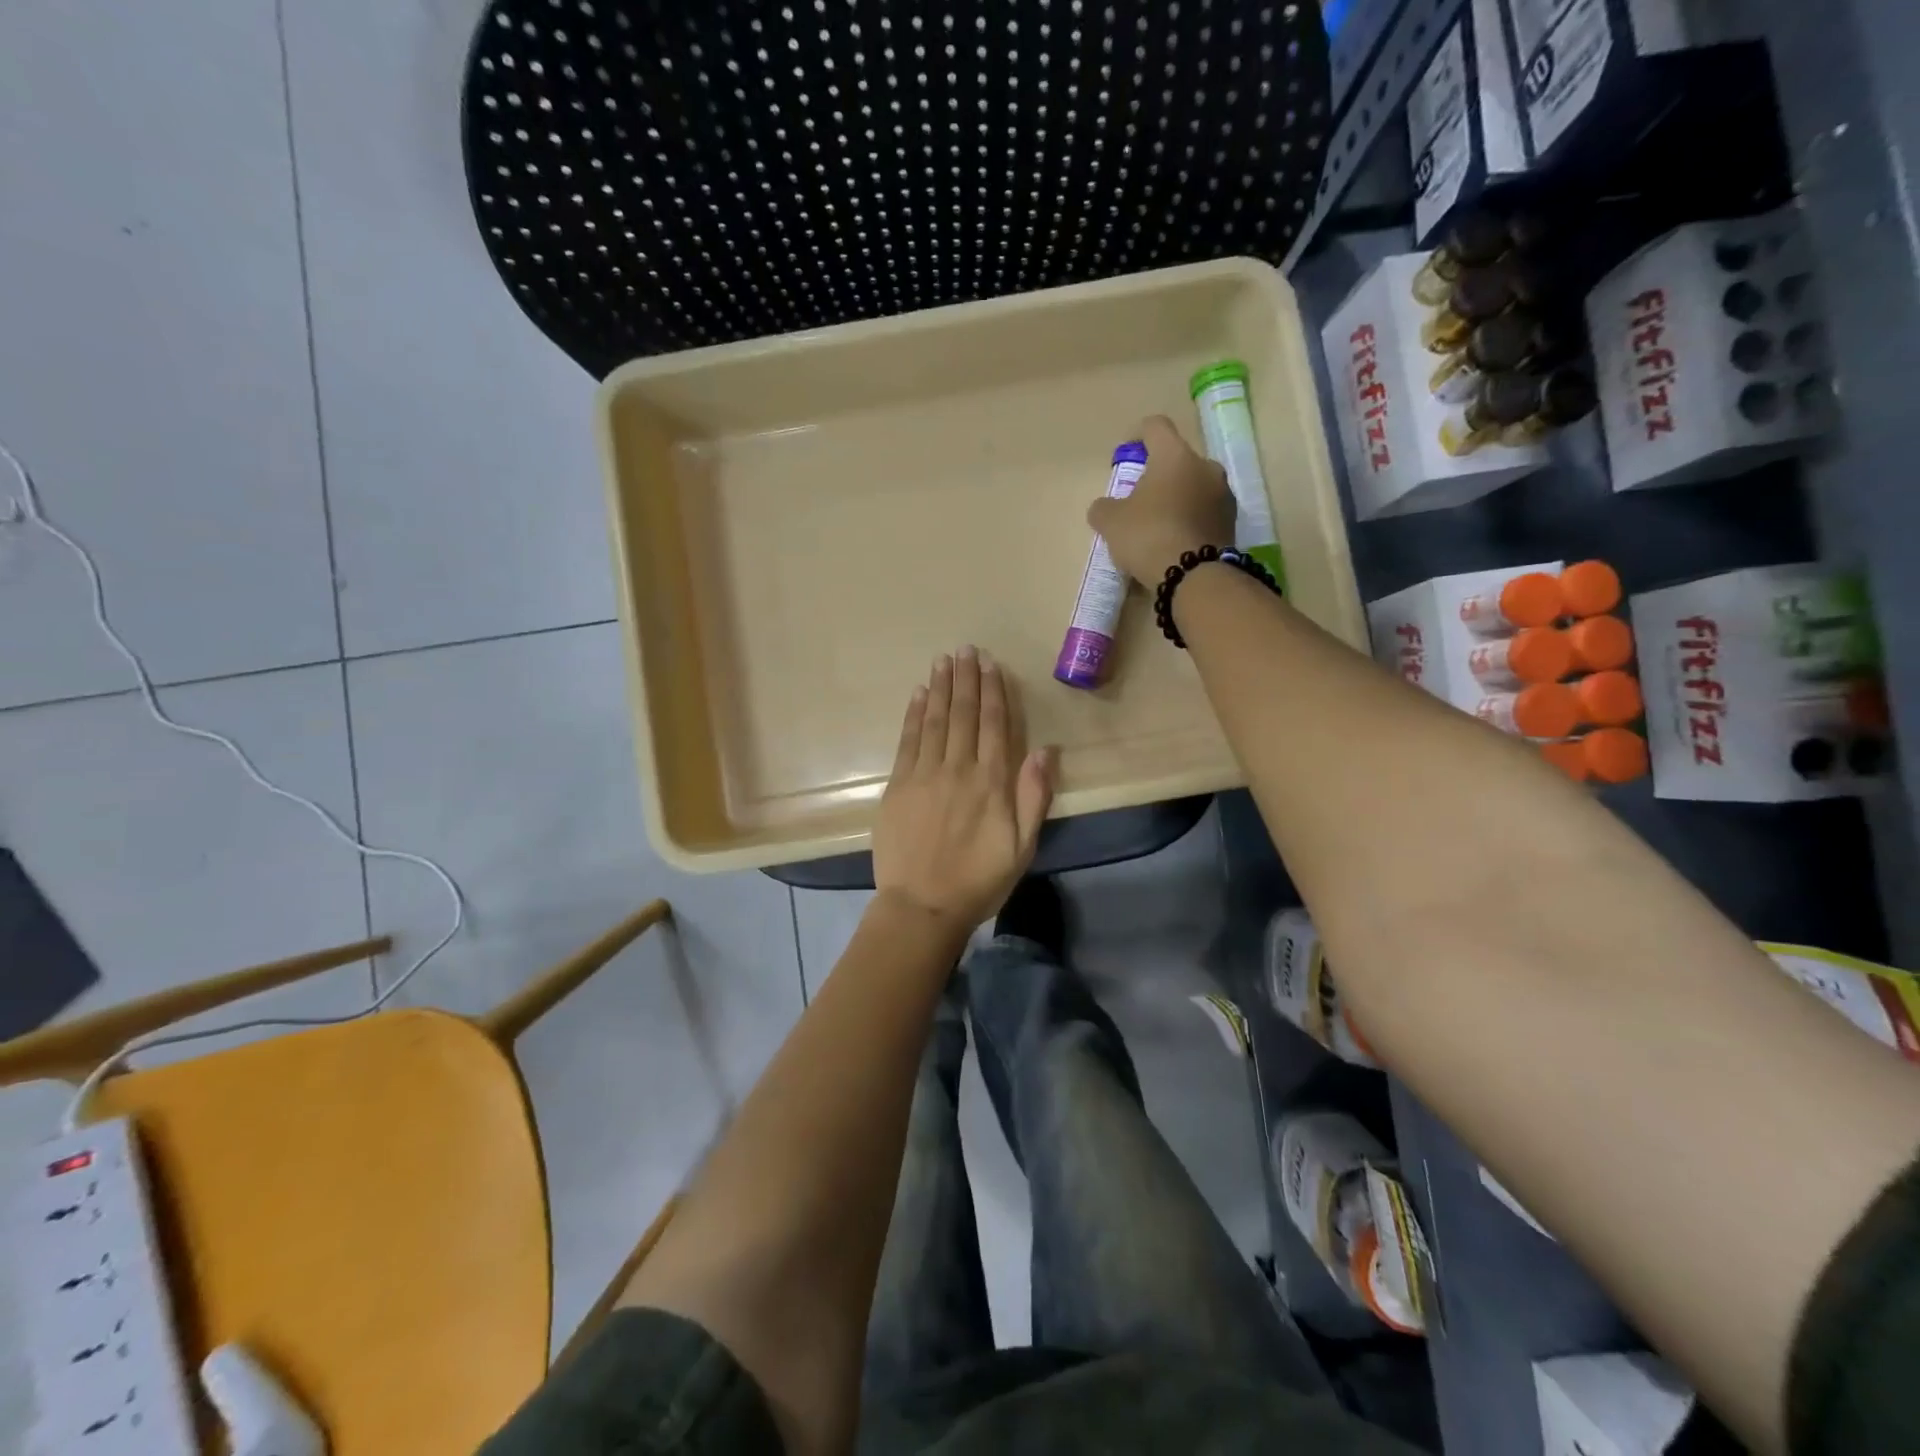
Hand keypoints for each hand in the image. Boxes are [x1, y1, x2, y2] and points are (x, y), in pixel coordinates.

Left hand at [872, 646, 1055, 929]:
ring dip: (940, 687)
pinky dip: (913, 714)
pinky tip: (918, 694)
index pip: (993, 725)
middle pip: (962, 714)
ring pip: (934, 720)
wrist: (922, 906)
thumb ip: (1034, 796)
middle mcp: (958, 769)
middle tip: (966, 649)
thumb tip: (1045, 750)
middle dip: (966, 679)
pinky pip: (907, 740)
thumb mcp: (1022, 847)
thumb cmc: (979, 881)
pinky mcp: (897, 786)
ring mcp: (923, 775)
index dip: (993, 692)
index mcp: (991, 782)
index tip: (991, 665)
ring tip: (943, 660)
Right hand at [1087, 414, 1236, 584]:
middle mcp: (1205, 466)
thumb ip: (1103, 508)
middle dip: (1159, 475)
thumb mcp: (1111, 522)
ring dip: (1177, 498)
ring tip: (1159, 525)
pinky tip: (1175, 541)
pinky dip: (1190, 519)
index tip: (1125, 454)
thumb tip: (1104, 507)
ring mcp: (1223, 494)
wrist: (1193, 576)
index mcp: (1175, 455)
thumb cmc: (1148, 535)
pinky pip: (1205, 512)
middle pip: (1178, 460)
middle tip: (1140, 499)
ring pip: (1194, 486)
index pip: (1156, 426)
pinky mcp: (1232, 522)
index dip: (1137, 435)